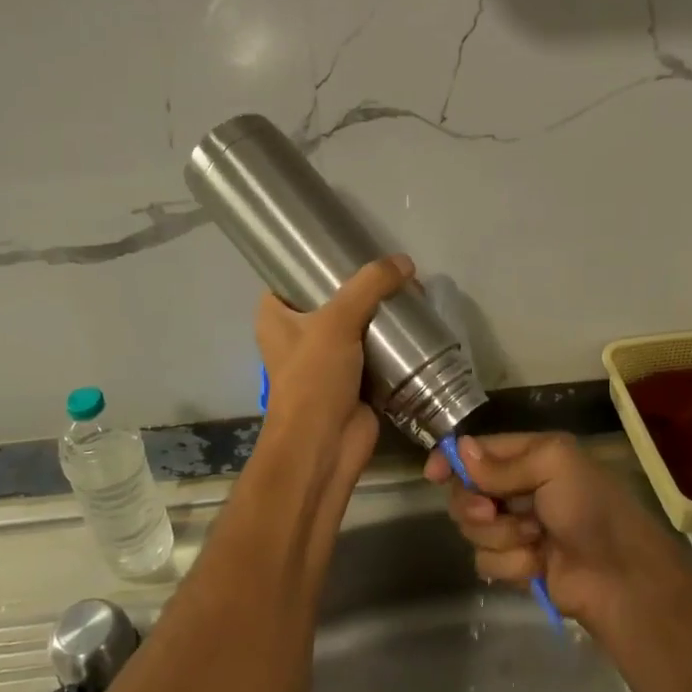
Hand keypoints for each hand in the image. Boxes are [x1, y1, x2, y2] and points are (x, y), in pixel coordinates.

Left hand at [253, 255, 413, 530]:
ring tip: (411, 291)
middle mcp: (297, 333)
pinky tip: (416, 324)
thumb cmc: (314, 379)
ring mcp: (326, 357)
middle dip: (363, 286)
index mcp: (276, 316)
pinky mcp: (353, 378)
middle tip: (395, 270)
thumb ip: (369, 286)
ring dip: (381, 313)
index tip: (351, 246)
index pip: (293, 276)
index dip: (318, 261)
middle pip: (333, 298)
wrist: (325, 445)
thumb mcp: (337, 322)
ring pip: (357, 323)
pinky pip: (374, 349)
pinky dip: (392, 341)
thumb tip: (405, 262)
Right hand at [426, 432, 684, 632]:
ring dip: (501, 537)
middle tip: (493, 512)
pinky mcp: (517, 565)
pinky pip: (486, 562)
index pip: (478, 451)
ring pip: (473, 530)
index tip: (433, 474)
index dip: (452, 460)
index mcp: (531, 456)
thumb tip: (459, 450)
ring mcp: (517, 528)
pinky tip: (538, 565)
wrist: (620, 577)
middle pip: (467, 492)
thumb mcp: (553, 465)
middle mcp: (520, 489)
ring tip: (534, 540)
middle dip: (476, 505)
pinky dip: (512, 564)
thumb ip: (502, 463)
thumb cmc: (590, 509)